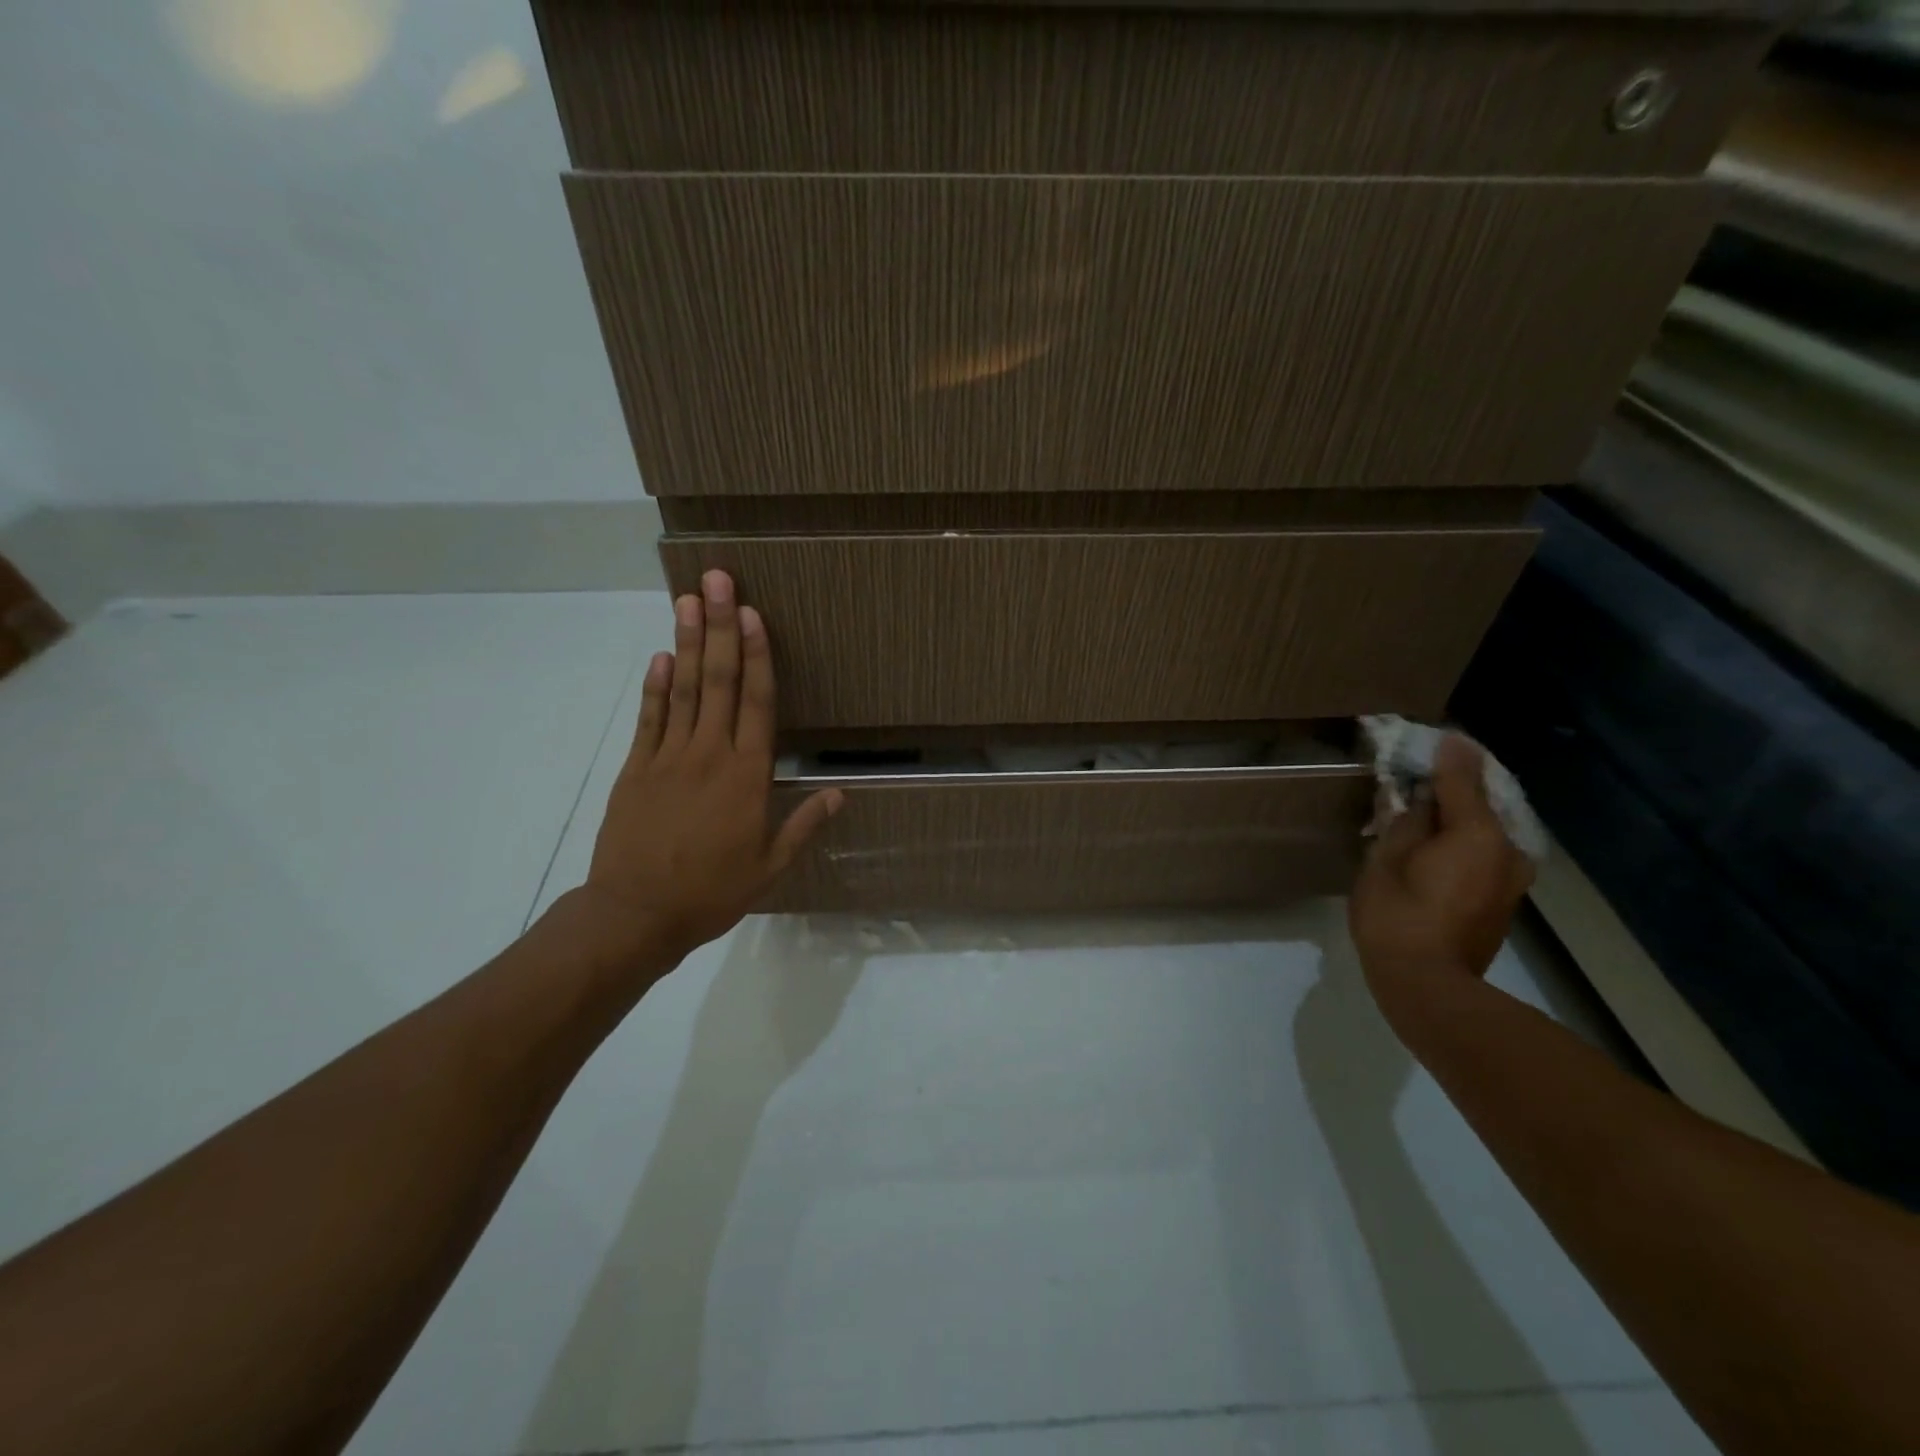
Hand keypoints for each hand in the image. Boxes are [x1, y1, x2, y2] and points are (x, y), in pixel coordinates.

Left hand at [568, 570, 841, 971]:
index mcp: (747, 776)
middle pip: (717, 680)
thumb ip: (804, 825)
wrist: (635, 914)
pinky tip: (660, 656)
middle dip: (719, 627)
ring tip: (687, 600)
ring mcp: (667, 757)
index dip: (756, 654)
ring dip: (686, 642)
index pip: (756, 702)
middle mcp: (709, 754)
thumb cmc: (711, 892)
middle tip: (715, 580)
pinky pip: (649, 718)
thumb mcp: (770, 867)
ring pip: (681, 689)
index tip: (752, 613)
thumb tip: (841, 792)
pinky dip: (654, 686)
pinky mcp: (636, 768)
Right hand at [1348, 735, 1534, 1028]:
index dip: (1448, 756)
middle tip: (1424, 776)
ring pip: (1486, 831)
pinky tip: (1434, 845)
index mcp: (1480, 834)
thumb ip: (1410, 815)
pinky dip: (1463, 841)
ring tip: (1424, 812)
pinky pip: (1485, 854)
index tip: (1441, 734)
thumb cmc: (1398, 914)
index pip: (1463, 778)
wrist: (1427, 985)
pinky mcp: (1504, 899)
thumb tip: (1423, 789)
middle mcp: (1509, 850)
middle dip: (1456, 787)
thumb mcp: (1387, 857)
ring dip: (1459, 817)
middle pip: (1482, 804)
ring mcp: (1512, 878)